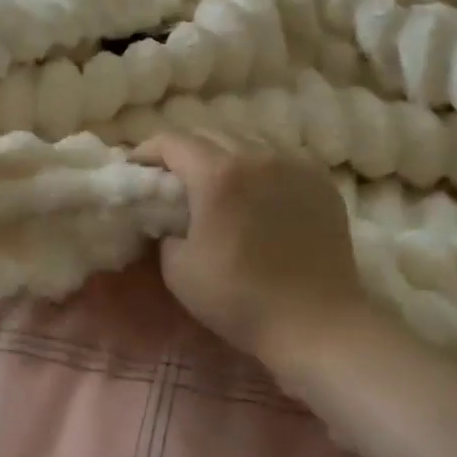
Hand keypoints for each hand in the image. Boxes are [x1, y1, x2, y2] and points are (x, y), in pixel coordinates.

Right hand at [136, 132, 367, 362]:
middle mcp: (257, 155)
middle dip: (184, 150)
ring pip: (247, 138)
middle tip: (172, 177)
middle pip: (209, 133)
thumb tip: (170, 218)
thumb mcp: (177, 269)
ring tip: (216, 180)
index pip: (172, 141)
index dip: (147, 152)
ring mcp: (294, 164)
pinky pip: (279, 156)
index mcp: (217, 174)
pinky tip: (256, 188)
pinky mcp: (320, 180)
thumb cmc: (239, 298)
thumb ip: (165, 230)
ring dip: (223, 152)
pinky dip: (259, 164)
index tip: (136, 170)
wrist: (315, 324)